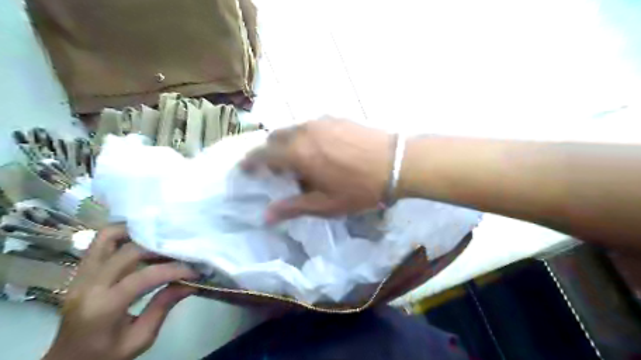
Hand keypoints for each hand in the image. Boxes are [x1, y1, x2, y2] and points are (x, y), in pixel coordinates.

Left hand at [44, 224, 198, 359]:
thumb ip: (163, 306)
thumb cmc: (106, 355)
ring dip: (137, 233)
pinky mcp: (81, 271)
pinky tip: (143, 240)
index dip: (173, 270)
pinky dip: (124, 235)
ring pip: (107, 237)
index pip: (143, 276)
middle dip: (161, 249)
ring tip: (160, 239)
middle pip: (128, 251)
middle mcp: (88, 285)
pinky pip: (101, 242)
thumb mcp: (140, 338)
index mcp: (102, 308)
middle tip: (181, 254)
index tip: (194, 271)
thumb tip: (191, 283)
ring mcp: (81, 275)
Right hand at [240, 118, 389, 222]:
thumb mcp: (325, 205)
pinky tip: (319, 150)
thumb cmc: (360, 188)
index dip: (250, 162)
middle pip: (274, 138)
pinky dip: (304, 137)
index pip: (262, 154)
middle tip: (275, 170)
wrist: (396, 162)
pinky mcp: (336, 118)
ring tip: (297, 161)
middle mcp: (304, 131)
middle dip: (268, 153)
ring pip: (292, 129)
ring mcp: (321, 121)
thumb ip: (293, 207)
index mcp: (297, 153)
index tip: (245, 170)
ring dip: (286, 143)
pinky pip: (310, 126)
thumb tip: (266, 216)